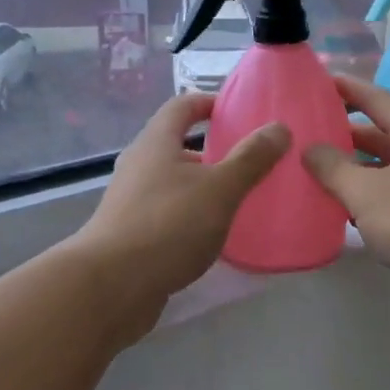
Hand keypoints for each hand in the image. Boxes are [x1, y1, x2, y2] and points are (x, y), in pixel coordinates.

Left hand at [70, 93, 288, 336]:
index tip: (238, 111)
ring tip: (238, 199)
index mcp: (156, 143)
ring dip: (202, 186)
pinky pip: (167, 213)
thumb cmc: (168, 225)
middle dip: (212, 150)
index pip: (182, 105)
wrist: (110, 287)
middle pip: (176, 144)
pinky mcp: (130, 234)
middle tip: (249, 160)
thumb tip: (279, 127)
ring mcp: (131, 201)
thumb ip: (251, 159)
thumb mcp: (219, 189)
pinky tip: (213, 235)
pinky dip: (191, 216)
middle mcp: (139, 165)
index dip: (209, 102)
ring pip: (172, 182)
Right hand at [302, 77, 389, 324]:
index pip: (377, 99)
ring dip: (358, 171)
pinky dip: (374, 199)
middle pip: (383, 135)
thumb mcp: (366, 192)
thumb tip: (310, 148)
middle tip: (309, 135)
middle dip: (347, 135)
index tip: (320, 82)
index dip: (348, 90)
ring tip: (319, 174)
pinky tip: (349, 213)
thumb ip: (333, 168)